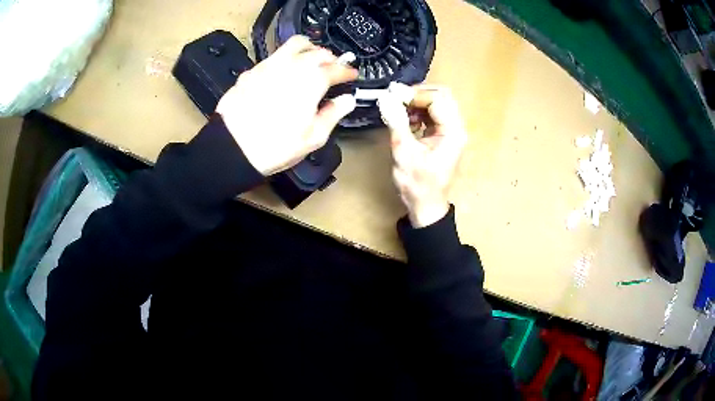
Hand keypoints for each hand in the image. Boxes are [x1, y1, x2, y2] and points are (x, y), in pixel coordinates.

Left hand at [216, 36, 357, 175]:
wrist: (232, 148)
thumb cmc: (274, 146)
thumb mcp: (313, 137)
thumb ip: (333, 114)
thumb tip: (346, 101)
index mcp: (312, 81)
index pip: (337, 68)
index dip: (348, 71)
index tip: (351, 75)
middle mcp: (293, 66)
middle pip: (319, 51)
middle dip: (331, 58)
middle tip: (333, 68)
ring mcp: (270, 65)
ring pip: (296, 44)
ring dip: (309, 49)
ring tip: (310, 60)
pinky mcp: (252, 70)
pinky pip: (274, 56)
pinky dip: (286, 58)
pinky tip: (284, 72)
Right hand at [378, 86, 467, 227]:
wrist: (425, 206)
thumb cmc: (417, 184)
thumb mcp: (404, 152)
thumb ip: (397, 122)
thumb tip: (386, 98)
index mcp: (453, 132)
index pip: (437, 99)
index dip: (415, 94)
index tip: (392, 95)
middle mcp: (456, 128)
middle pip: (442, 96)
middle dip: (417, 94)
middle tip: (396, 98)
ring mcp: (451, 131)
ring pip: (437, 103)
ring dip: (417, 102)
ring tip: (398, 109)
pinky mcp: (443, 136)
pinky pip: (433, 114)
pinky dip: (418, 111)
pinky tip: (406, 119)